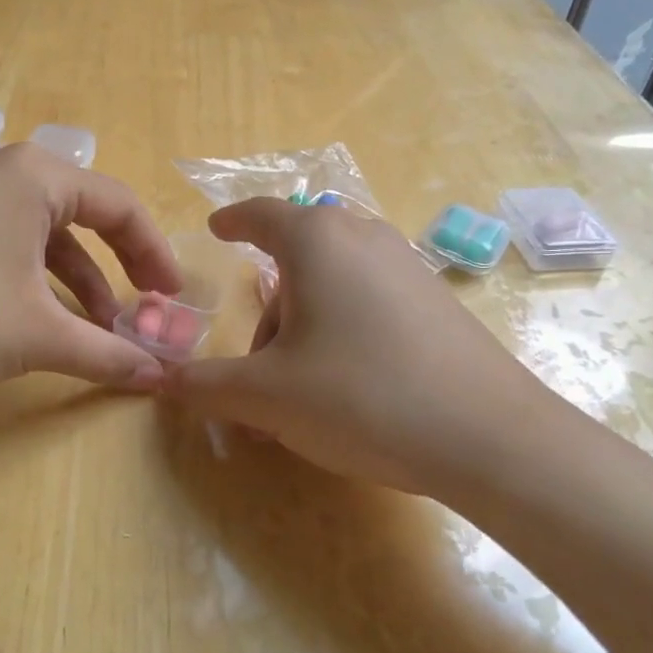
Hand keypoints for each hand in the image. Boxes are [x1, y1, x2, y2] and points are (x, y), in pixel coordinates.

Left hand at [0, 144, 182, 393]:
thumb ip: (106, 353)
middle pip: (85, 213)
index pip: (119, 206)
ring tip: (100, 328)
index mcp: (36, 176)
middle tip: (146, 304)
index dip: (154, 252)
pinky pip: (13, 242)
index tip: (172, 296)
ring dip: (80, 280)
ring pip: (47, 233)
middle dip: (119, 264)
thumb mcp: (40, 334)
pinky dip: (40, 278)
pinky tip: (49, 319)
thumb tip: (158, 379)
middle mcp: (5, 171)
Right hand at [164, 197, 558, 497]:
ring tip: (299, 395)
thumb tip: (162, 381)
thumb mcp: (267, 397)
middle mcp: (363, 238)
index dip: (232, 221)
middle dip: (268, 311)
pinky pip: (368, 302)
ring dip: (303, 329)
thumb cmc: (362, 397)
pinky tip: (347, 389)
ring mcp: (407, 268)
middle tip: (254, 368)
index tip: (216, 228)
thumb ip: (205, 385)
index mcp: (317, 241)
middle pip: (296, 259)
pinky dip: (341, 332)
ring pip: (334, 285)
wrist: (491, 439)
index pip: (261, 214)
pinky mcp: (437, 302)